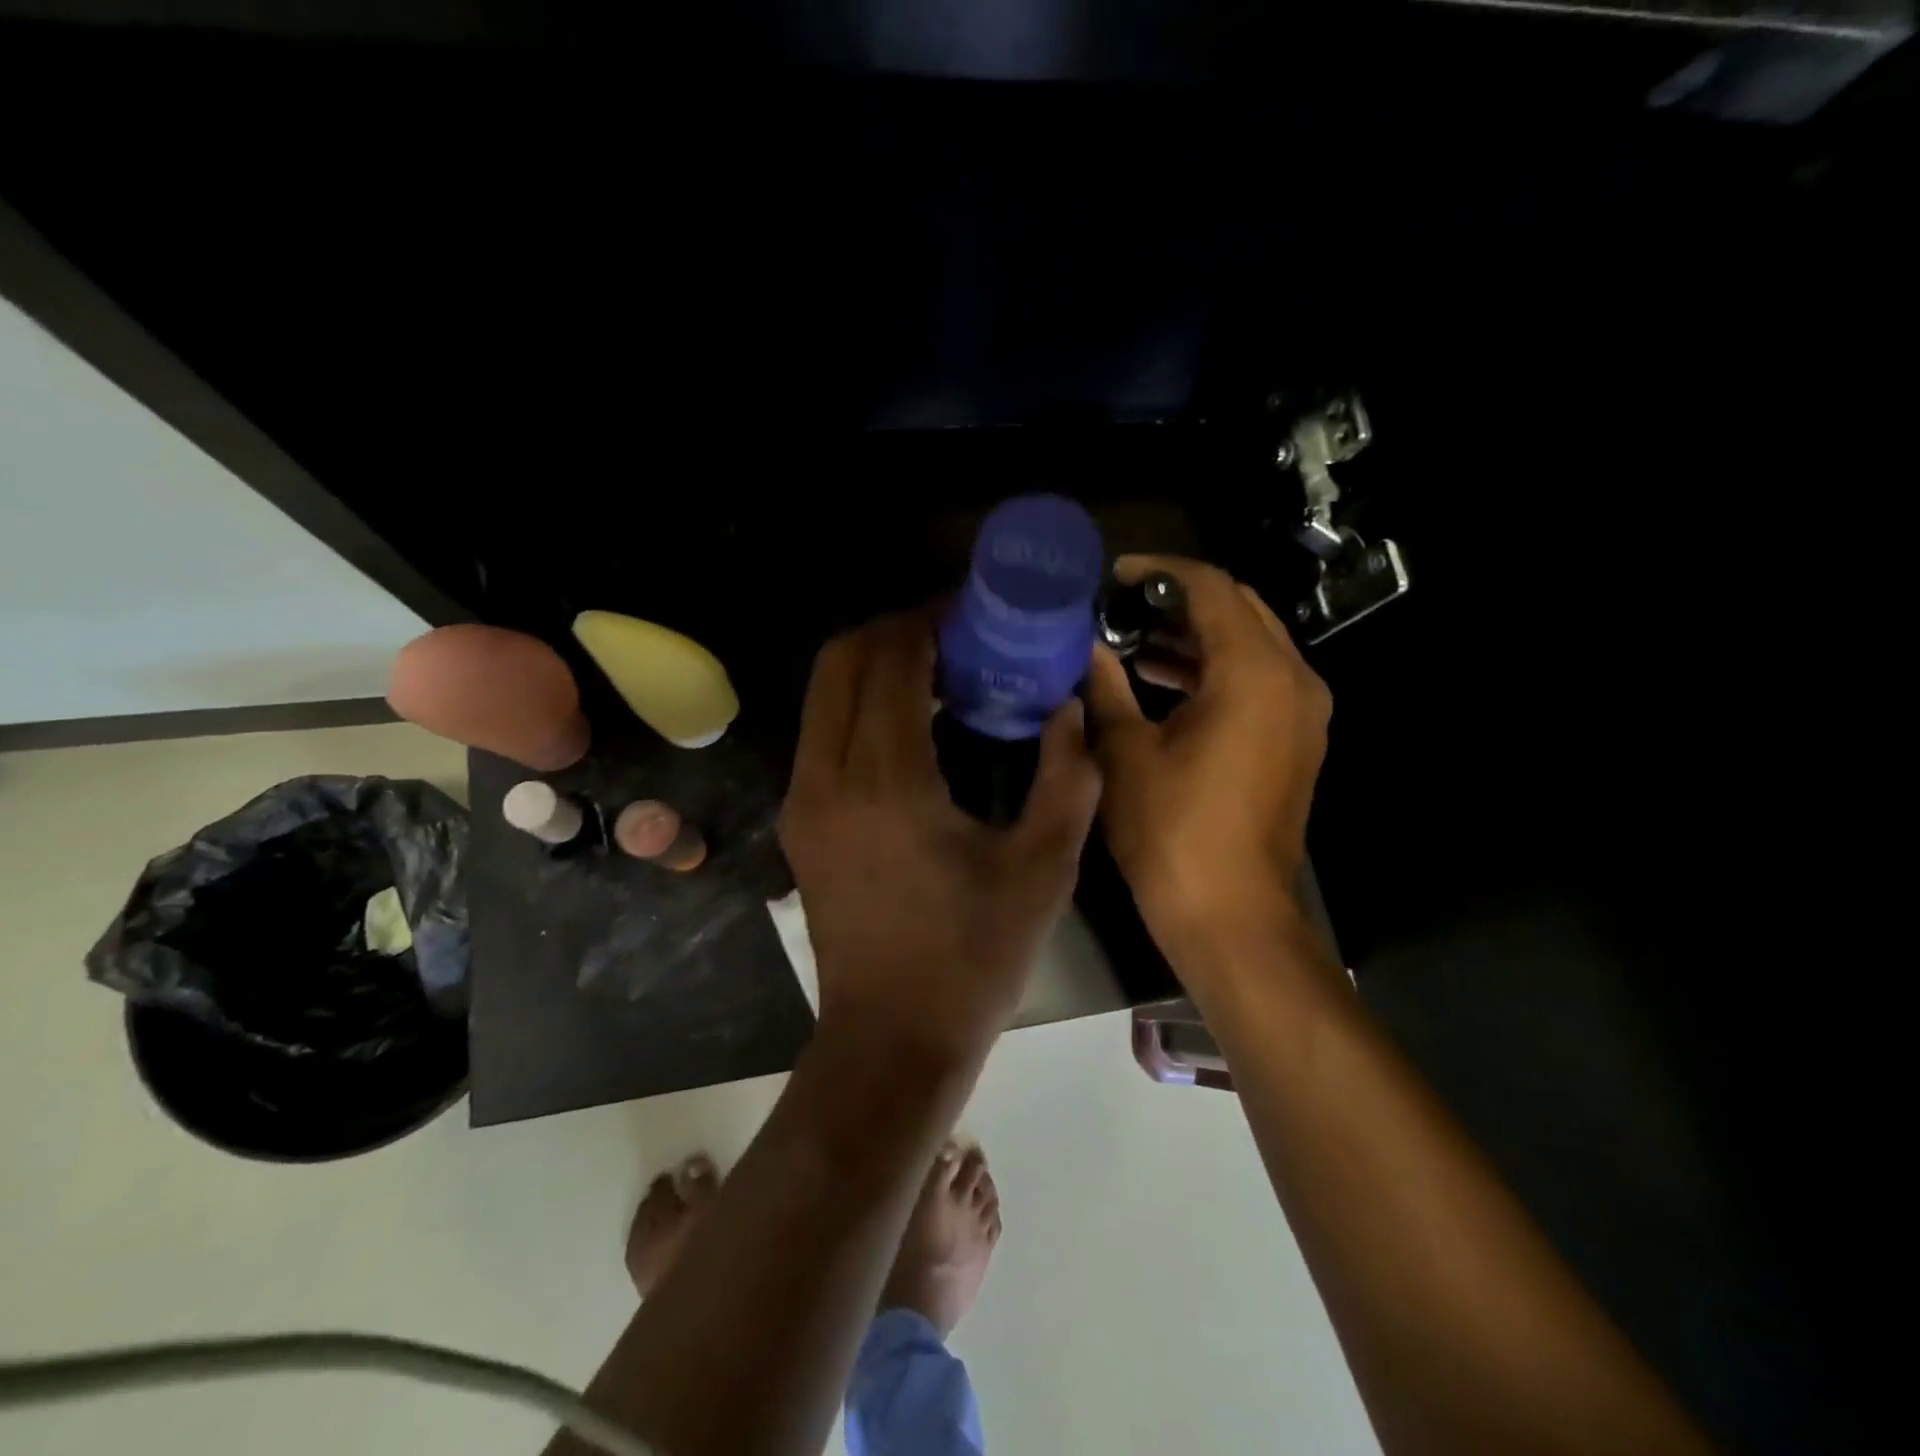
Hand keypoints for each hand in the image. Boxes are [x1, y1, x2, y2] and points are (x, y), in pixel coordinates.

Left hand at [779, 610, 1101, 1063]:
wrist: (891, 1041)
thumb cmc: (974, 958)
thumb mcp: (1043, 868)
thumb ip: (1067, 776)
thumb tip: (1069, 708)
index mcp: (887, 782)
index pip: (892, 660)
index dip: (930, 619)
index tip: (973, 609)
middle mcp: (828, 777)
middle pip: (840, 658)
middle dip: (894, 628)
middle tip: (954, 632)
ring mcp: (803, 800)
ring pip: (823, 692)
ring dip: (873, 663)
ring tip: (936, 670)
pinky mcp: (799, 822)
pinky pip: (822, 730)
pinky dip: (858, 702)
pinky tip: (910, 723)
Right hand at [1084, 555, 1331, 963]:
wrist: (1231, 914)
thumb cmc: (1172, 831)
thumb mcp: (1126, 752)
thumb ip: (1106, 687)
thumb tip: (1087, 649)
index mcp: (1253, 672)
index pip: (1210, 588)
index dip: (1159, 572)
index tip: (1114, 576)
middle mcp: (1293, 679)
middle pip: (1238, 609)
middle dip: (1179, 600)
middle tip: (1123, 606)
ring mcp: (1302, 712)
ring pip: (1250, 644)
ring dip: (1196, 636)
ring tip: (1135, 641)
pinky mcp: (1296, 740)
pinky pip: (1258, 680)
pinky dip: (1215, 669)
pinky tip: (1164, 681)